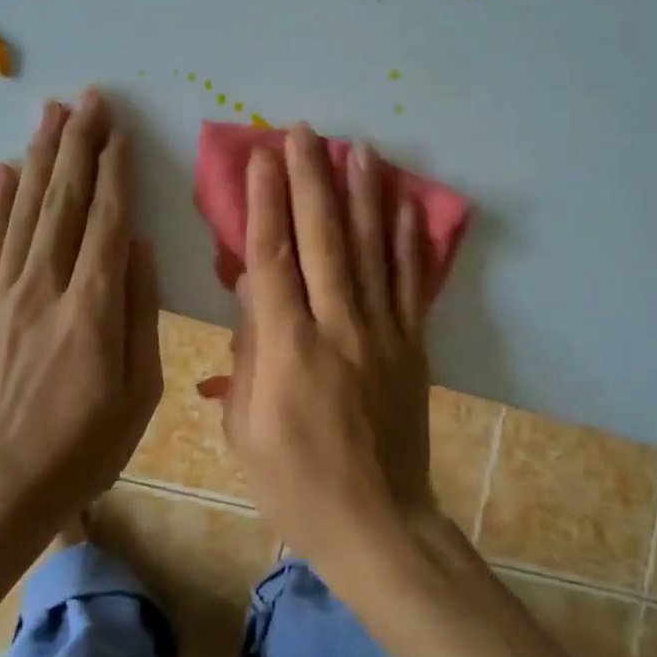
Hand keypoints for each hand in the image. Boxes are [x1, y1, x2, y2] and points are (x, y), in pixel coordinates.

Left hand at [0, 92, 162, 529]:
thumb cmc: (83, 448)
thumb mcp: (139, 392)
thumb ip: (141, 312)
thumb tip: (141, 246)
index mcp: (93, 309)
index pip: (108, 221)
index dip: (116, 171)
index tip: (120, 132)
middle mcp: (44, 288)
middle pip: (65, 202)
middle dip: (79, 145)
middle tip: (89, 99)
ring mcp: (1, 296)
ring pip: (25, 211)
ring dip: (41, 157)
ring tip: (51, 114)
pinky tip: (5, 170)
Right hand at [200, 125, 436, 569]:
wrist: (377, 523)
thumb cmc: (294, 482)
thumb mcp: (243, 427)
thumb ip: (245, 351)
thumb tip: (249, 289)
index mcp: (287, 349)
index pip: (273, 259)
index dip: (265, 203)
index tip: (261, 159)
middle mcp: (337, 327)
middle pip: (322, 239)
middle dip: (310, 179)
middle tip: (303, 132)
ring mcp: (382, 332)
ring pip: (371, 248)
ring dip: (362, 194)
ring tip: (357, 148)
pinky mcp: (412, 344)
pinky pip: (411, 282)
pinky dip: (409, 239)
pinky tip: (406, 202)